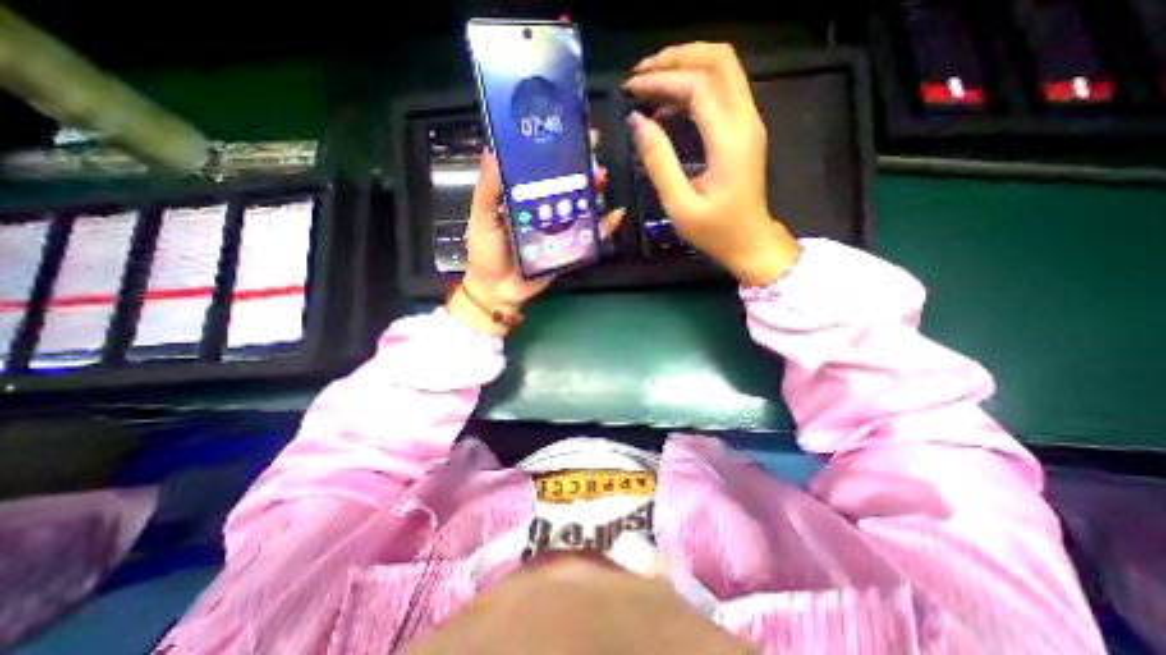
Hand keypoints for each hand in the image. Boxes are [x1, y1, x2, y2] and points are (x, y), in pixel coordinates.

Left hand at [446, 149, 628, 338]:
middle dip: (582, 163)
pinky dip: (605, 226)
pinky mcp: (569, 248)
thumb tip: (491, 152)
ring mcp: (560, 228)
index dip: (556, 147)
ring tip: (601, 178)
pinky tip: (615, 215)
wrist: (497, 289)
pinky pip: (590, 236)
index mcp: (524, 196)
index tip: (570, 126)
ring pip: (582, 205)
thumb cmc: (485, 252)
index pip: (543, 166)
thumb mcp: (480, 218)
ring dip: (595, 190)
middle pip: (567, 182)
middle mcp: (545, 208)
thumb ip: (487, 190)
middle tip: (594, 148)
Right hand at [629, 41, 802, 283]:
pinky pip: (723, 90)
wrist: (751, 243)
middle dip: (676, 58)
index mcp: (729, 140)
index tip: (630, 89)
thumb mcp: (680, 205)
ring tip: (651, 82)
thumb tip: (637, 121)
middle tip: (641, 74)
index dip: (662, 80)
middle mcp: (745, 120)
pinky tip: (669, 107)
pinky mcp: (745, 130)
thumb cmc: (715, 231)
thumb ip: (659, 162)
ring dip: (687, 66)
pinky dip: (695, 86)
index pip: (698, 86)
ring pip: (724, 69)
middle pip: (718, 60)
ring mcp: (749, 122)